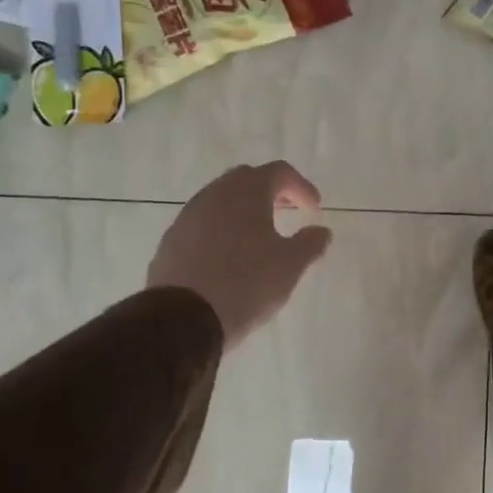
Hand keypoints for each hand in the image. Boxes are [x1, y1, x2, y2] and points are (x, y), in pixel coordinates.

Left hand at [146, 162, 332, 348]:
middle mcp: (215, 194)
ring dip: (243, 209)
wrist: (181, 320)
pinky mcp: (171, 240)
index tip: (313, 208)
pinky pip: (202, 222)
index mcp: (247, 192)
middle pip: (247, 179)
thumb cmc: (245, 285)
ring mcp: (188, 216)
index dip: (301, 186)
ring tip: (258, 235)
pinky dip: (221, 227)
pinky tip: (229, 255)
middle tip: (287, 212)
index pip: (279, 172)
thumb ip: (310, 243)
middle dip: (270, 191)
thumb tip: (321, 231)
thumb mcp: (290, 266)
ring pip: (221, 199)